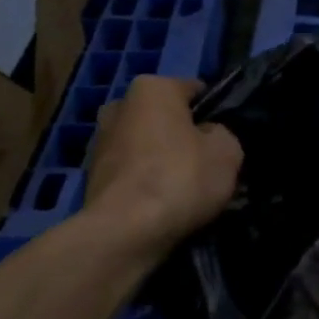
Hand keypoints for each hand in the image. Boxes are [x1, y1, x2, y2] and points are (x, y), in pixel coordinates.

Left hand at [83, 76, 242, 255]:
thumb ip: (222, 134)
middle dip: (183, 135)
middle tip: (206, 164)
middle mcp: (119, 105)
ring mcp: (99, 141)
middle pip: (165, 118)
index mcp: (152, 88)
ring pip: (146, 145)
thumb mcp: (227, 151)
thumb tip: (207, 137)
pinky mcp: (91, 175)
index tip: (225, 139)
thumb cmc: (180, 178)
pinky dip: (145, 182)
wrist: (125, 230)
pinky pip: (132, 172)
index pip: (195, 91)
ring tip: (184, 190)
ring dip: (162, 159)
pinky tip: (161, 204)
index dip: (215, 113)